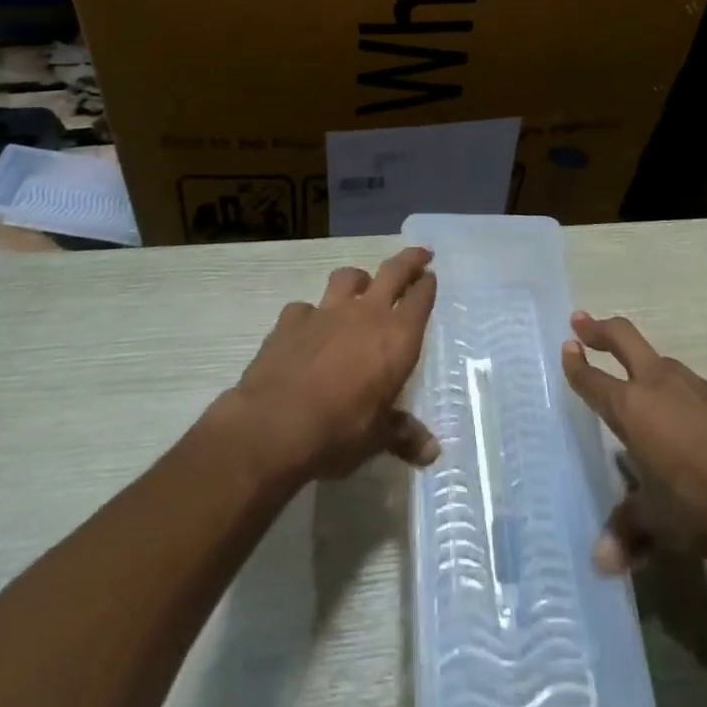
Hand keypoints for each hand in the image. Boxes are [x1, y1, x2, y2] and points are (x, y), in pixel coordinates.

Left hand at [230, 247, 439, 483]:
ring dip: (358, 279)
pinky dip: (311, 315)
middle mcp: (366, 314)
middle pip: (393, 272)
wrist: (274, 425)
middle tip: (420, 253)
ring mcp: (327, 311)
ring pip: (348, 278)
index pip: (420, 299)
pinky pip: (306, 308)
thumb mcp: (376, 439)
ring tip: (361, 285)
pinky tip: (307, 329)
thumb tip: (432, 452)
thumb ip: (403, 435)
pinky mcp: (292, 319)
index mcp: (396, 338)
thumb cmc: (338, 431)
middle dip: (409, 260)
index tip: (431, 276)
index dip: (427, 285)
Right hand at [561, 311, 706, 573]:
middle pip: (623, 338)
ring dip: (648, 369)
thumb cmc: (702, 501)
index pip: (593, 380)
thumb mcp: (660, 522)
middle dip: (599, 328)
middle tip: (581, 321)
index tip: (566, 348)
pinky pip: (700, 390)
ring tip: (648, 392)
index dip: (576, 365)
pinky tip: (701, 425)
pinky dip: (691, 400)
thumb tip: (600, 561)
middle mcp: (659, 383)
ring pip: (663, 363)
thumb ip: (629, 531)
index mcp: (632, 408)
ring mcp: (696, 383)